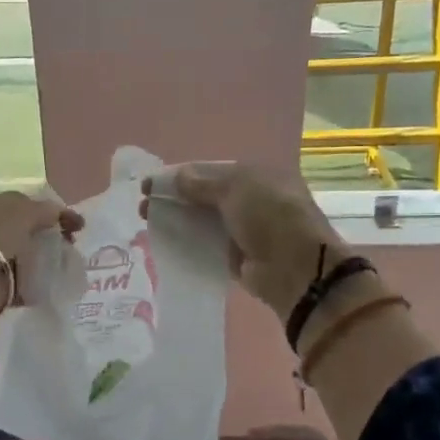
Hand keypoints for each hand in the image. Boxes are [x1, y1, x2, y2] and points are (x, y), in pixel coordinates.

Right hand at [141, 162, 346, 321]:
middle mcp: (249, 201)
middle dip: (174, 199)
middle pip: (203, 197)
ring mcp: (243, 231)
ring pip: (202, 221)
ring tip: (148, 223)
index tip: (149, 185)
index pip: (209, 171)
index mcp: (255, 176)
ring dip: (177, 220)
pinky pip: (206, 246)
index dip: (178, 176)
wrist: (296, 269)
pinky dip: (187, 244)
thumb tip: (176, 176)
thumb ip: (202, 183)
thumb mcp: (236, 188)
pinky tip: (165, 244)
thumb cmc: (270, 216)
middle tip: (144, 206)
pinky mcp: (235, 258)